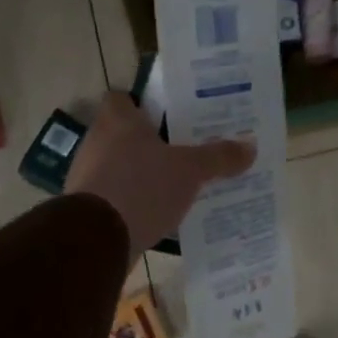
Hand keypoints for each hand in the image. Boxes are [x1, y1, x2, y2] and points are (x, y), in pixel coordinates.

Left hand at [67, 93, 254, 262]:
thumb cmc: (142, 187)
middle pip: (124, 134)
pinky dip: (134, 202)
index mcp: (118, 121)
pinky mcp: (87, 207)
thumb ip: (218, 157)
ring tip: (176, 184)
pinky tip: (158, 214)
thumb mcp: (190, 171)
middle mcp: (97, 141)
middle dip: (151, 143)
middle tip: (184, 151)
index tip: (169, 116)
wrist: (97, 239)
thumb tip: (251, 146)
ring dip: (142, 174)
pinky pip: (116, 196)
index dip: (143, 104)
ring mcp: (88, 175)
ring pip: (120, 166)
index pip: (122, 98)